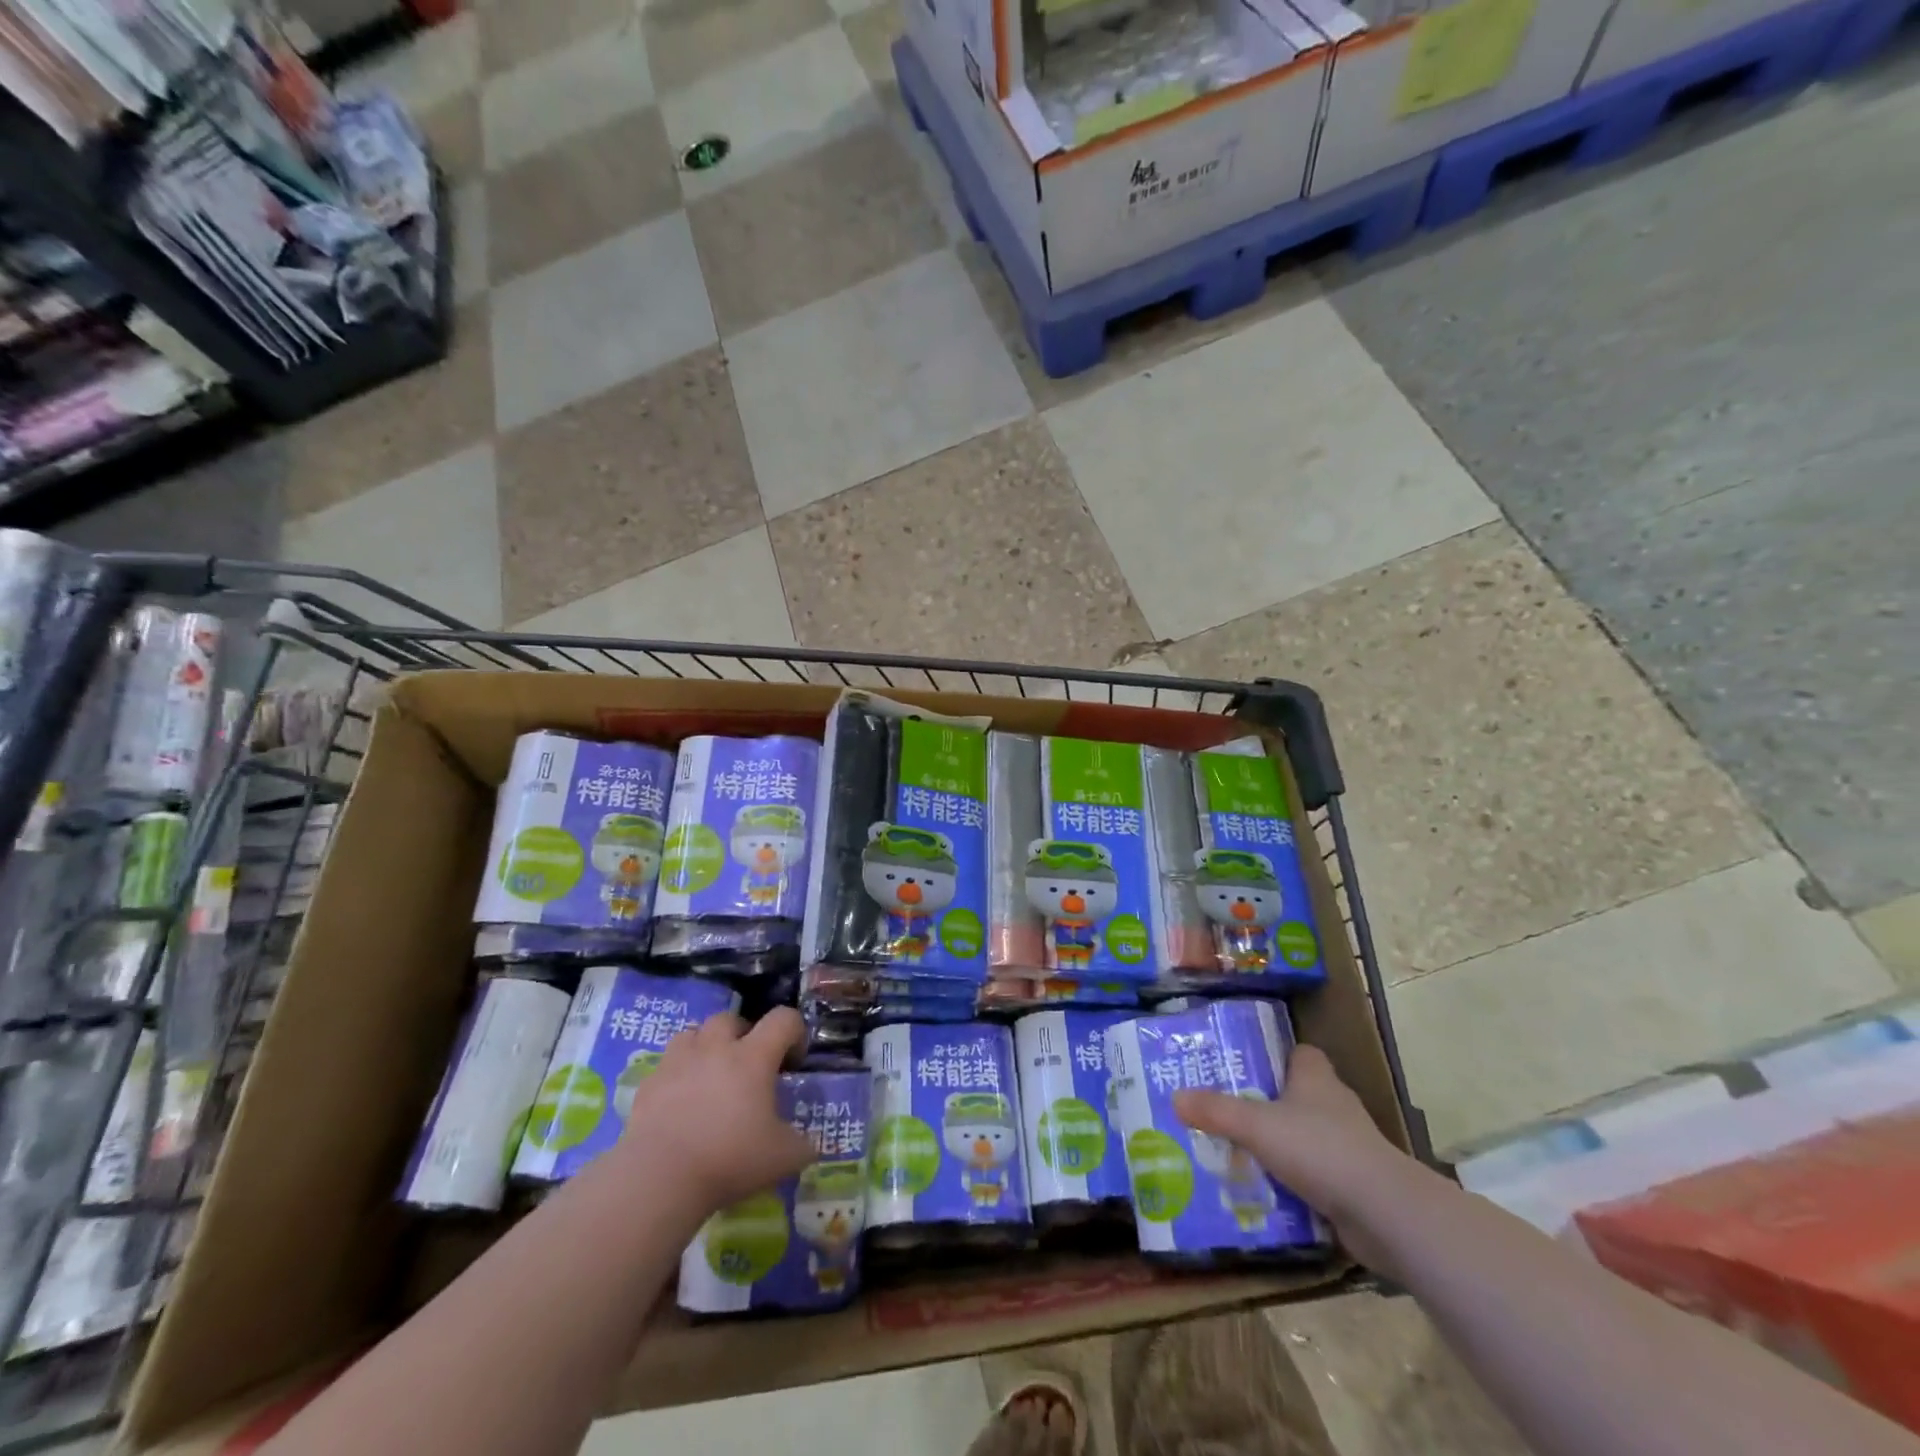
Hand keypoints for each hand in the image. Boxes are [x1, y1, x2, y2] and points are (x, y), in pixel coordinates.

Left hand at [618, 1007, 815, 1214]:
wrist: (660, 1178)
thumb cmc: (730, 1159)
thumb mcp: (784, 1158)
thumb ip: (802, 1145)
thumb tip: (808, 1144)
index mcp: (754, 1057)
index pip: (784, 1019)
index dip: (795, 1032)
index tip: (793, 1061)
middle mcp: (716, 1048)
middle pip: (731, 1019)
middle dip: (743, 1034)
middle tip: (748, 1066)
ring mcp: (678, 1062)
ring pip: (693, 1033)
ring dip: (705, 1046)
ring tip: (710, 1074)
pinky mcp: (649, 1083)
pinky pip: (667, 1065)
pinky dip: (677, 1075)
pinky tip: (680, 1102)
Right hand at [1174, 1045, 1414, 1268]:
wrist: (1384, 1213)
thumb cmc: (1320, 1150)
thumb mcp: (1256, 1126)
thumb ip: (1216, 1111)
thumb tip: (1175, 1097)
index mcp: (1316, 1079)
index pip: (1300, 1053)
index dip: (1275, 1056)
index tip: (1245, 1066)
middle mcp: (1335, 1106)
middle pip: (1298, 1095)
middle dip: (1267, 1103)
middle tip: (1228, 1110)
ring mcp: (1349, 1146)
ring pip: (1306, 1136)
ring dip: (1280, 1145)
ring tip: (1238, 1152)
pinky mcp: (1355, 1184)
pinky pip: (1316, 1175)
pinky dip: (1295, 1181)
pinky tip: (1266, 1191)